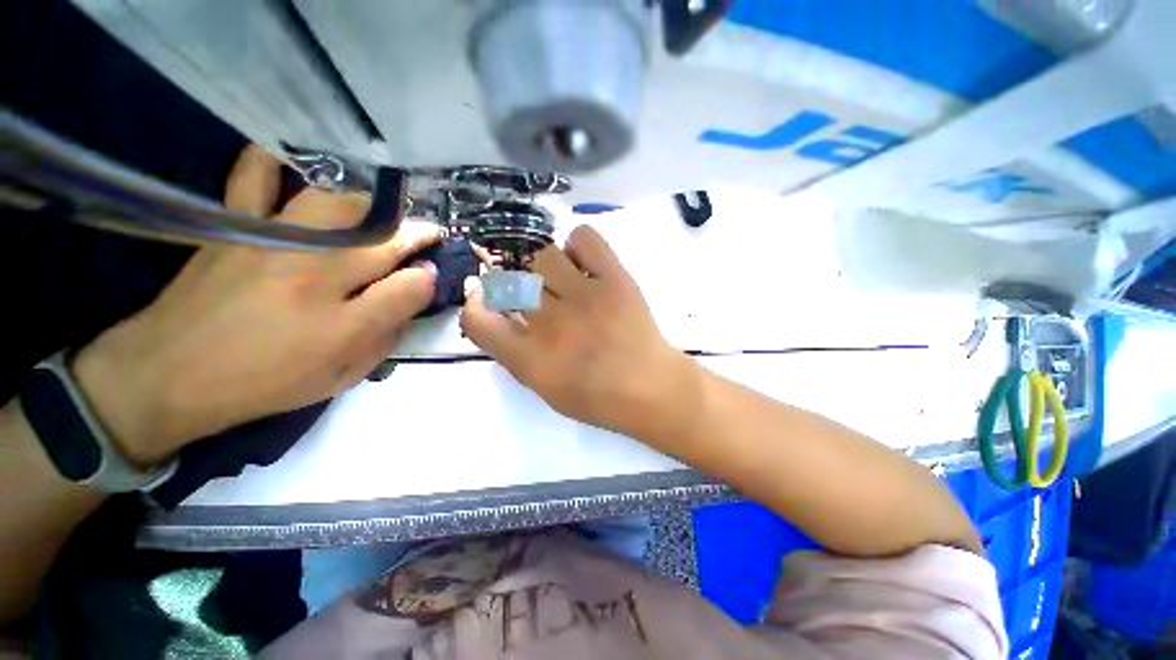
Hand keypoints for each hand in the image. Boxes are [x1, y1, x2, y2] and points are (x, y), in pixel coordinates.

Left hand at [72, 146, 439, 463]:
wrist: (168, 376)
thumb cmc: (265, 382)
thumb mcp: (341, 375)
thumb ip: (387, 334)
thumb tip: (415, 295)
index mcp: (343, 322)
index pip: (409, 286)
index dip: (430, 276)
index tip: (435, 272)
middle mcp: (314, 275)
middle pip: (383, 240)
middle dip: (416, 235)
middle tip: (427, 235)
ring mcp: (273, 243)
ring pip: (340, 205)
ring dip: (373, 208)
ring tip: (381, 216)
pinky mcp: (235, 227)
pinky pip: (254, 178)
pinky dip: (274, 163)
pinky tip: (294, 163)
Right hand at [460, 226, 697, 438]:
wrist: (652, 389)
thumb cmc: (599, 398)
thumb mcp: (546, 390)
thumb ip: (516, 355)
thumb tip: (499, 316)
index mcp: (533, 360)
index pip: (479, 322)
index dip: (475, 305)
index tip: (484, 299)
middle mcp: (553, 324)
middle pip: (512, 282)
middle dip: (516, 287)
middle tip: (537, 296)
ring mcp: (586, 297)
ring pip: (544, 256)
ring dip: (546, 268)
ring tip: (564, 281)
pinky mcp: (616, 279)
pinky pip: (584, 238)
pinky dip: (577, 245)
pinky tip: (584, 264)